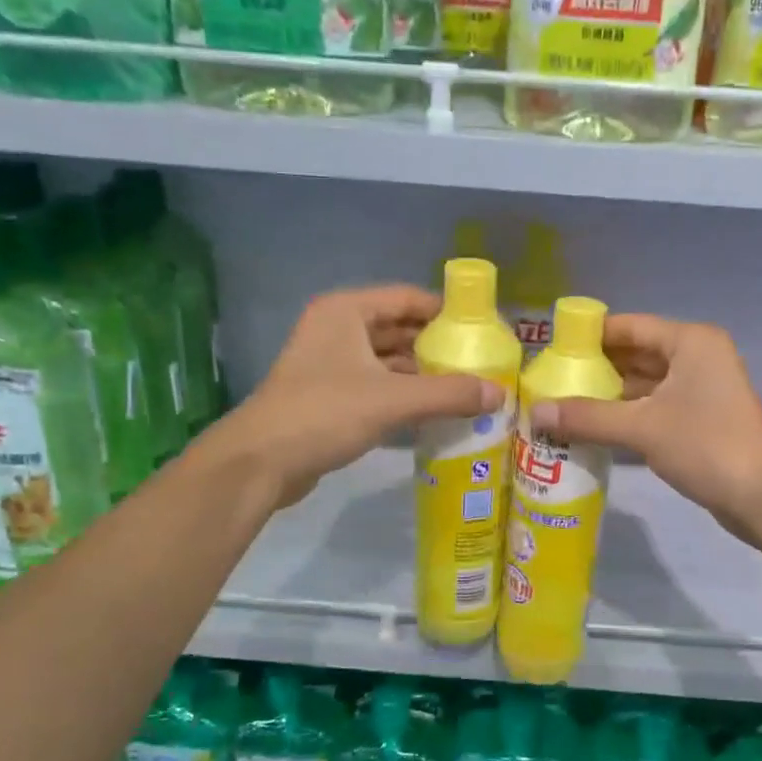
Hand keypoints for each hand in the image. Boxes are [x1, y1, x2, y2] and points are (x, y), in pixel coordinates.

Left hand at [220, 285, 501, 507]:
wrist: (261, 462)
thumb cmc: (325, 413)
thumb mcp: (393, 399)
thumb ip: (449, 393)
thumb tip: (500, 393)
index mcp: (347, 311)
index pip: (408, 298)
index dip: (446, 312)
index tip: (483, 330)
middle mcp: (337, 329)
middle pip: (399, 329)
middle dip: (437, 347)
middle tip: (481, 364)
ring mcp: (330, 363)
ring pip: (388, 360)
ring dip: (422, 374)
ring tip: (465, 389)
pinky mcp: (329, 396)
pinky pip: (377, 386)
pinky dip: (404, 394)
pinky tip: (434, 412)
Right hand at [528, 315, 761, 539]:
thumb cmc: (706, 444)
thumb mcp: (641, 427)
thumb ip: (587, 417)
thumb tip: (535, 412)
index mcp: (690, 342)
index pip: (630, 327)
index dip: (591, 336)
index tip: (551, 349)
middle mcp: (697, 358)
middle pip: (636, 354)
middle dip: (596, 368)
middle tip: (550, 380)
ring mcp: (701, 391)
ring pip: (645, 385)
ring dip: (609, 395)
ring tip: (563, 404)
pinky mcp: (701, 421)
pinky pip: (655, 408)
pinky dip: (627, 415)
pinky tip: (594, 428)